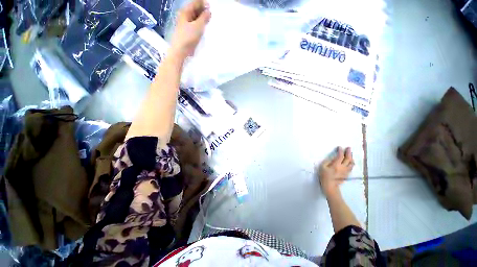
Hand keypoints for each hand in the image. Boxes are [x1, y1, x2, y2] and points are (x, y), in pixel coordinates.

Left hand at [170, 0, 210, 58]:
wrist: (181, 50)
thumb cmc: (188, 37)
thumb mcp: (198, 26)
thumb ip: (204, 18)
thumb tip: (209, 11)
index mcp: (185, 11)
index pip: (195, 3)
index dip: (203, 3)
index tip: (211, 6)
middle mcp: (185, 16)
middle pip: (195, 9)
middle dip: (203, 10)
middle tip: (211, 14)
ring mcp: (186, 24)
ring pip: (195, 17)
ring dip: (202, 18)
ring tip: (209, 20)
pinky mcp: (188, 31)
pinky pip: (195, 24)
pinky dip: (200, 24)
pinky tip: (204, 27)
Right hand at [319, 147, 353, 196]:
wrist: (330, 186)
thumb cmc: (324, 176)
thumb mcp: (322, 167)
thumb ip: (328, 161)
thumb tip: (333, 158)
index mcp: (336, 165)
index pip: (340, 156)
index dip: (340, 151)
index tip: (339, 147)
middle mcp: (343, 167)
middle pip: (348, 159)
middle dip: (348, 152)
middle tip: (348, 148)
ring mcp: (346, 171)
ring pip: (351, 163)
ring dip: (351, 158)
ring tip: (350, 154)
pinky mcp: (347, 174)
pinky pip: (351, 167)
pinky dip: (351, 163)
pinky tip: (350, 162)